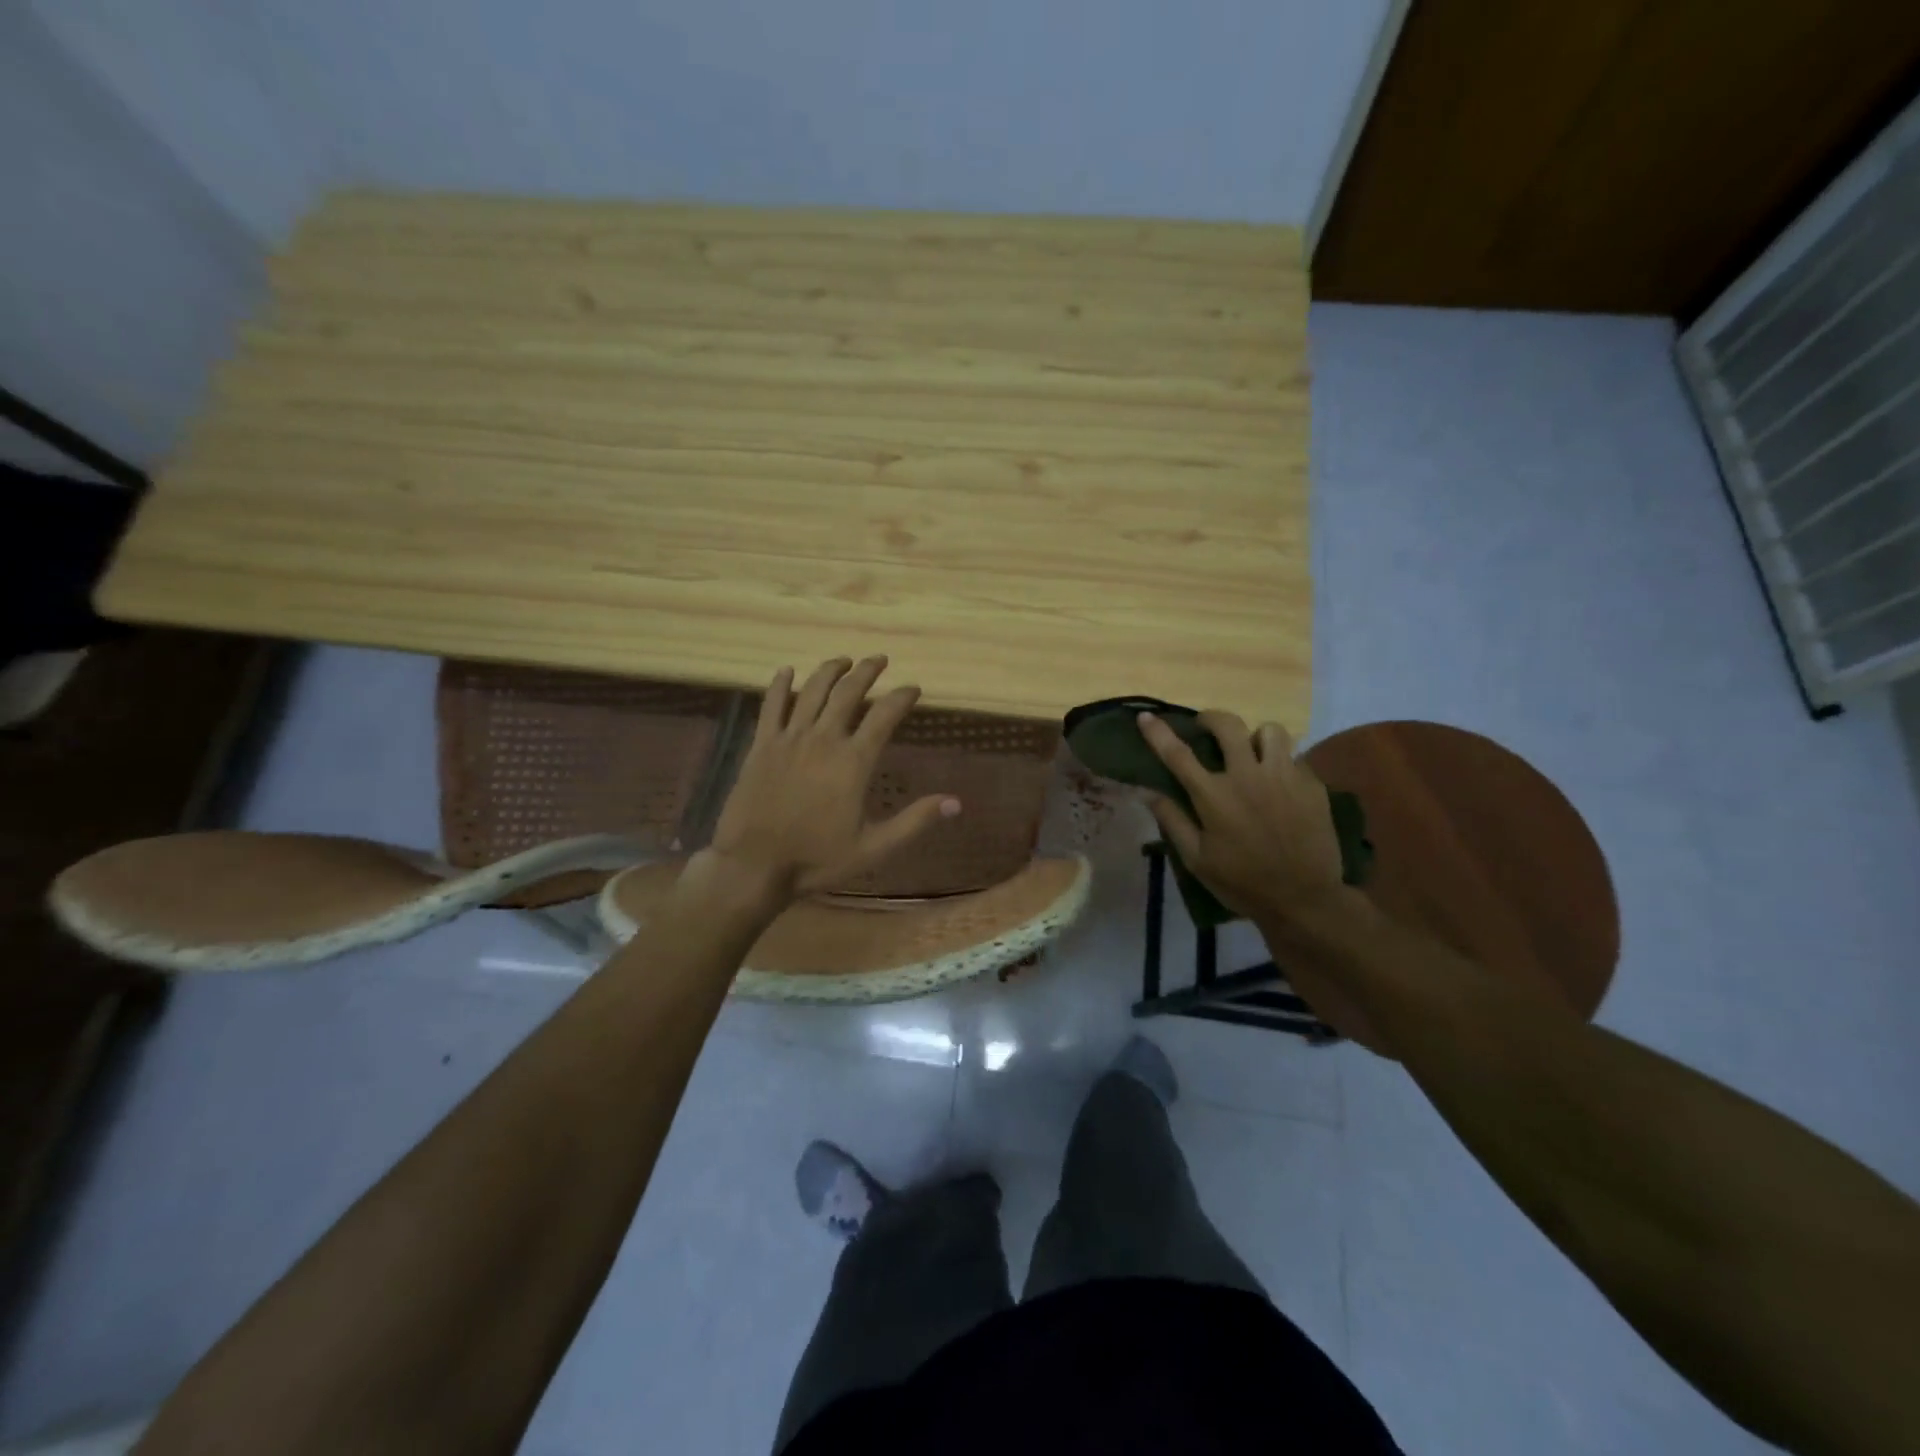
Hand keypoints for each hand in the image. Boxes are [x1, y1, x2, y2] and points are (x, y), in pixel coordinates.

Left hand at [701, 656, 959, 903]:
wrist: (753, 865)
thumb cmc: (816, 859)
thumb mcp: (874, 848)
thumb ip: (915, 821)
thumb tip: (956, 802)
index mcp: (853, 762)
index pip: (884, 716)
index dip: (902, 697)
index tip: (913, 688)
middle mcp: (823, 740)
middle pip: (848, 693)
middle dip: (867, 672)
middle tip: (879, 660)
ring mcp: (789, 739)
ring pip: (812, 692)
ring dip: (831, 671)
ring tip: (844, 660)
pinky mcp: (761, 746)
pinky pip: (771, 706)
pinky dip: (781, 685)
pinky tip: (787, 671)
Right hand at [1137, 710, 1345, 925]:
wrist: (1305, 900)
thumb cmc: (1242, 882)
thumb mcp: (1197, 859)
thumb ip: (1172, 820)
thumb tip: (1147, 792)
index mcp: (1214, 796)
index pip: (1178, 754)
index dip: (1158, 732)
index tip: (1146, 717)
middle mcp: (1248, 776)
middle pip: (1228, 725)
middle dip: (1212, 718)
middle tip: (1207, 728)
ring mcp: (1284, 777)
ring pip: (1270, 731)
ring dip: (1255, 737)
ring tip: (1251, 753)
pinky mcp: (1312, 785)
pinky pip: (1294, 757)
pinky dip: (1282, 763)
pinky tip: (1279, 784)